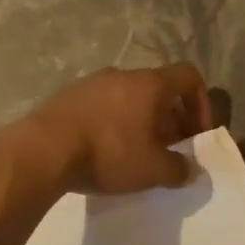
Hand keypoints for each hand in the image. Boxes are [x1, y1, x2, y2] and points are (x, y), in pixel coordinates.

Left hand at [29, 64, 214, 194]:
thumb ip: (179, 169)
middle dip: (169, 119)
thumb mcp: (153, 169)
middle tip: (167, 150)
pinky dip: (112, 123)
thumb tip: (190, 169)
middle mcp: (123, 75)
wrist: (43, 150)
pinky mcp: (68, 96)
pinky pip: (102, 106)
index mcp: (151, 84)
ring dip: (140, 121)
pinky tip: (103, 151)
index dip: (201, 103)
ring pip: (129, 98)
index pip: (189, 76)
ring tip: (135, 153)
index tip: (196, 134)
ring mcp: (92, 83)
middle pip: (158, 90)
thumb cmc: (109, 153)